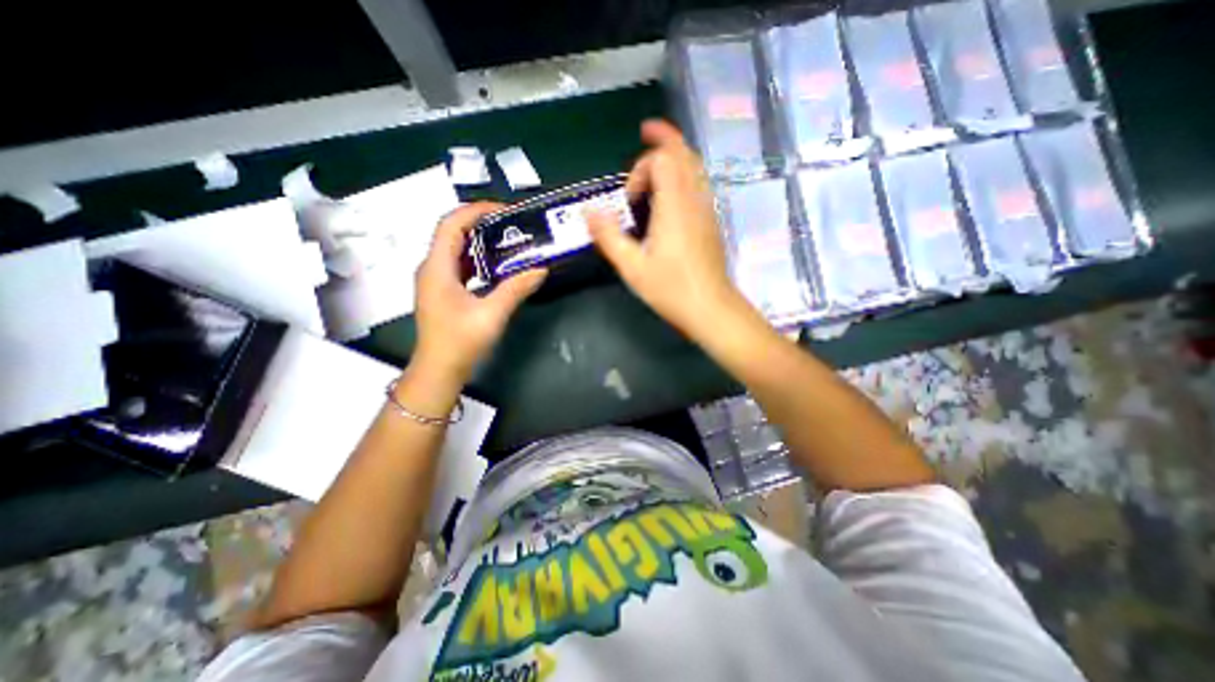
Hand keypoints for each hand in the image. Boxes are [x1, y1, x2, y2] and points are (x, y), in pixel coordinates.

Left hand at [412, 203, 546, 383]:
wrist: (439, 370)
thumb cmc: (460, 342)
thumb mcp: (492, 314)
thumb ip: (516, 288)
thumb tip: (541, 268)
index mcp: (437, 268)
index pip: (451, 224)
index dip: (476, 211)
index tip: (506, 211)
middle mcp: (432, 268)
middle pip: (453, 233)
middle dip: (482, 223)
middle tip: (513, 225)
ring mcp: (436, 280)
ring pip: (457, 249)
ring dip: (481, 241)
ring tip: (510, 241)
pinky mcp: (444, 291)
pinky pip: (460, 265)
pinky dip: (479, 259)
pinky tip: (499, 266)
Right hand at [587, 121, 750, 341]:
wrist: (711, 308)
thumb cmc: (671, 289)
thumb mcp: (632, 267)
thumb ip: (609, 237)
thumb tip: (589, 212)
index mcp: (674, 206)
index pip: (663, 159)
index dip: (641, 168)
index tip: (629, 199)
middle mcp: (694, 200)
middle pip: (685, 153)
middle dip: (665, 139)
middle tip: (646, 132)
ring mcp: (707, 210)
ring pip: (696, 167)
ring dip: (676, 156)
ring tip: (657, 161)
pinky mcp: (711, 222)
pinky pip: (699, 185)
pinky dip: (684, 176)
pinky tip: (671, 194)